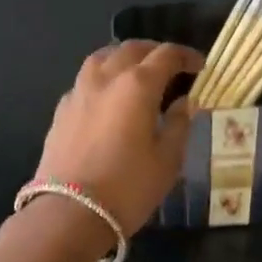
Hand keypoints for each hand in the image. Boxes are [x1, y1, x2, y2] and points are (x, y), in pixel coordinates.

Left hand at [34, 40, 203, 234]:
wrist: (69, 213)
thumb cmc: (128, 187)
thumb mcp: (167, 160)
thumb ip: (179, 124)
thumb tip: (184, 103)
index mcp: (137, 85)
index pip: (166, 55)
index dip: (187, 56)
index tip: (201, 67)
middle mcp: (105, 78)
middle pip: (132, 49)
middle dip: (155, 52)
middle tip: (171, 67)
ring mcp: (78, 92)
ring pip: (102, 58)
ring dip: (124, 58)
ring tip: (137, 74)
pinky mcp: (61, 110)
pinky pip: (85, 81)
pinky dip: (103, 79)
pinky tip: (109, 99)